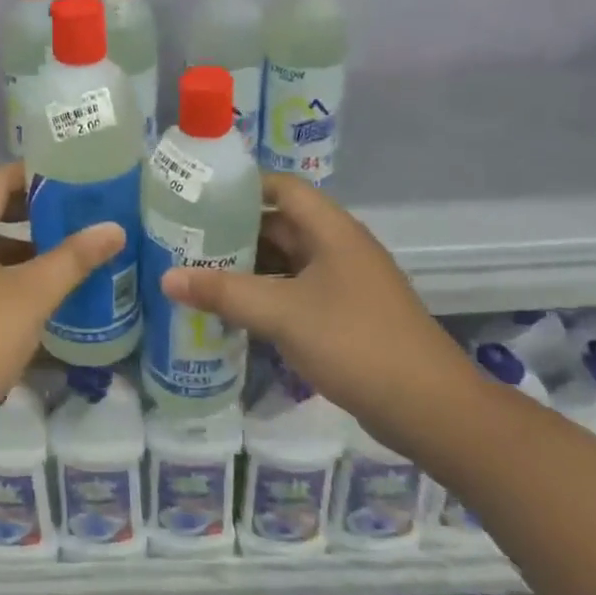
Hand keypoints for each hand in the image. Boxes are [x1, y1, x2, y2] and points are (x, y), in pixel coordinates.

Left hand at [0, 163, 124, 437]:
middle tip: (77, 212)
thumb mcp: (32, 295)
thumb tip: (114, 228)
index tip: (71, 173)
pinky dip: (11, 280)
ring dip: (25, 250)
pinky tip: (42, 298)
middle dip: (33, 212)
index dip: (31, 173)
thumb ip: (73, 258)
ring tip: (68, 254)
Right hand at [160, 172, 467, 436]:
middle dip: (234, 232)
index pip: (282, 188)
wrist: (428, 407)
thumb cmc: (355, 342)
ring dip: (248, 267)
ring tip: (199, 274)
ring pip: (287, 262)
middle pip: (281, 225)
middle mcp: (339, 248)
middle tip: (185, 241)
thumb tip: (166, 277)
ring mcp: (345, 283)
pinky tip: (234, 311)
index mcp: (331, 230)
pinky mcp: (346, 316)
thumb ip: (223, 293)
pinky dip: (266, 295)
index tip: (198, 198)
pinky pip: (297, 292)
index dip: (241, 187)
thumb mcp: (282, 314)